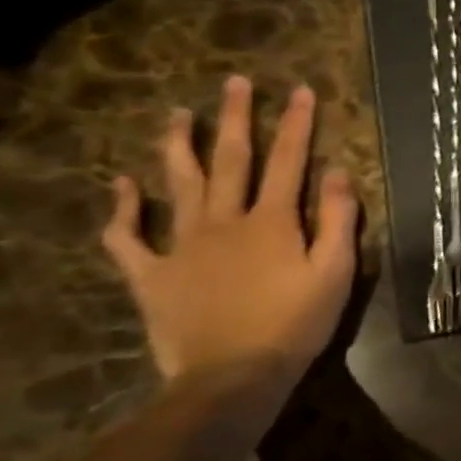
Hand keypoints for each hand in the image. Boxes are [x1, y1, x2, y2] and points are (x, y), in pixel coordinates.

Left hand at [103, 76, 358, 386]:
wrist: (232, 378)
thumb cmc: (294, 325)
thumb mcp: (335, 273)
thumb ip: (338, 220)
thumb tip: (338, 172)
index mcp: (272, 221)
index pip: (290, 161)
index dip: (297, 124)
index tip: (301, 90)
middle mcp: (224, 221)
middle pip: (230, 160)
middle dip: (235, 118)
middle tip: (235, 82)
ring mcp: (181, 246)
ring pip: (178, 185)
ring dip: (178, 146)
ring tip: (177, 114)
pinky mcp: (151, 275)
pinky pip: (128, 238)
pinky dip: (122, 211)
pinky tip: (122, 185)